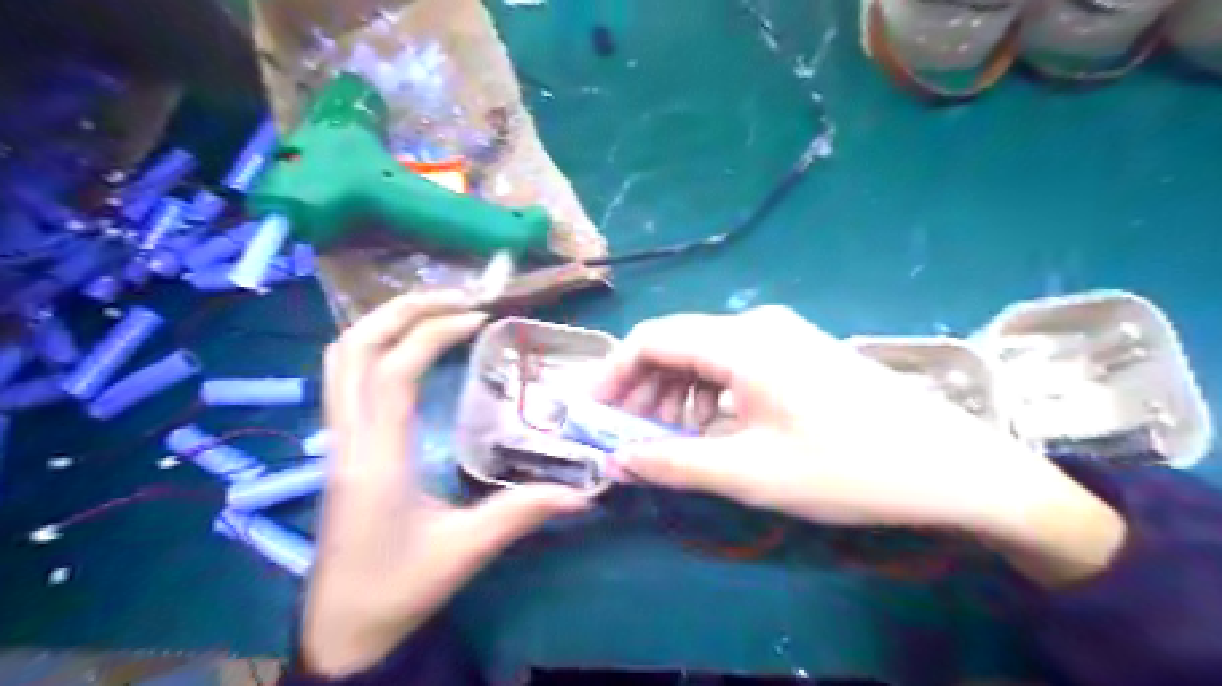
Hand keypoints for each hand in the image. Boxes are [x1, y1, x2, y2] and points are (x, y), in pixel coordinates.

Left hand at [306, 293, 592, 676]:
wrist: (341, 627)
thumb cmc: (398, 588)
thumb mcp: (466, 551)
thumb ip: (523, 513)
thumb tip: (585, 492)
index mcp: (378, 457)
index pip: (395, 370)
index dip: (434, 332)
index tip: (480, 317)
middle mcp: (348, 437)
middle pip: (354, 346)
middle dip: (404, 309)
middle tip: (459, 298)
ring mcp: (337, 438)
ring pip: (340, 357)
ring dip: (384, 322)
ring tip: (435, 311)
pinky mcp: (340, 445)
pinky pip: (343, 375)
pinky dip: (374, 344)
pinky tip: (410, 348)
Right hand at [596, 309, 1119, 582]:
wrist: (948, 466)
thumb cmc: (845, 469)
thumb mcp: (749, 472)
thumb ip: (674, 463)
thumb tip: (617, 461)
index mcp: (740, 342)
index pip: (651, 339)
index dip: (614, 373)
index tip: (592, 411)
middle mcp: (756, 324)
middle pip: (676, 343)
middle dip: (641, 386)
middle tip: (624, 434)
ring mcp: (781, 334)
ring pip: (704, 353)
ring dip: (674, 391)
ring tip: (663, 438)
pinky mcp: (798, 350)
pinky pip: (733, 362)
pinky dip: (707, 391)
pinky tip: (708, 427)